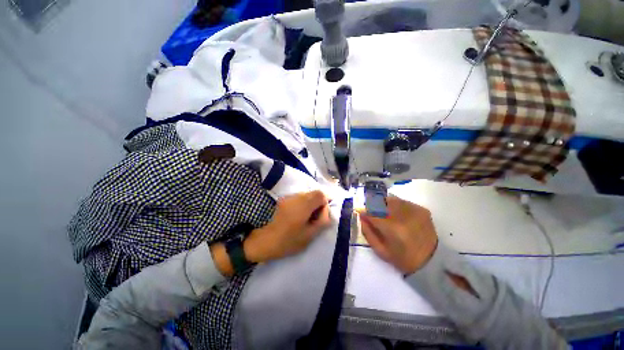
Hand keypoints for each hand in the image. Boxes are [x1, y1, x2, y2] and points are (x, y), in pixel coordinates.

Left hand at [244, 190, 330, 262]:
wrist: (261, 241)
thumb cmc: (286, 240)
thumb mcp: (309, 235)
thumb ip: (322, 221)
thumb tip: (327, 211)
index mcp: (304, 204)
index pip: (321, 194)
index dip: (325, 203)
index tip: (321, 216)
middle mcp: (296, 196)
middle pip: (314, 193)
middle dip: (318, 204)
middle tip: (315, 218)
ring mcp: (288, 197)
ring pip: (306, 195)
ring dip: (310, 204)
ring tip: (306, 219)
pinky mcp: (283, 200)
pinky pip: (298, 199)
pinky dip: (302, 205)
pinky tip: (297, 217)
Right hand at [359, 196, 437, 274]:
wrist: (432, 261)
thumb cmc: (403, 259)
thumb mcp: (381, 251)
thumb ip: (368, 232)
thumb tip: (362, 216)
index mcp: (393, 229)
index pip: (372, 213)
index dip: (364, 212)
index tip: (361, 213)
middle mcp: (404, 216)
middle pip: (381, 202)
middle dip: (373, 205)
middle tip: (372, 212)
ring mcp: (414, 211)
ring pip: (391, 199)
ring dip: (383, 204)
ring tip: (384, 213)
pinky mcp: (422, 209)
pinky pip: (402, 202)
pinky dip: (395, 205)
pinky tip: (396, 214)